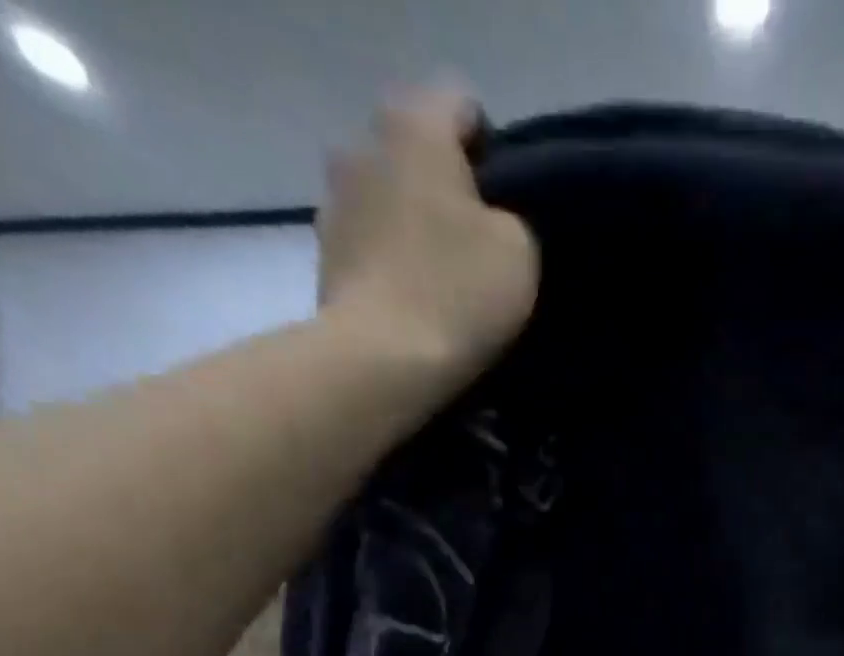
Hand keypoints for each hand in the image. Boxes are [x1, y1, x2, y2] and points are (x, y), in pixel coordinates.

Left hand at [318, 90, 539, 386]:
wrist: (382, 361)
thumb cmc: (457, 293)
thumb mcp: (520, 250)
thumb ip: (512, 218)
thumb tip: (492, 220)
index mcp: (413, 126)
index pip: (463, 107)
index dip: (495, 153)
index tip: (510, 206)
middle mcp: (362, 145)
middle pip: (418, 154)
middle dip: (448, 190)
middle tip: (481, 247)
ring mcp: (333, 201)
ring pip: (390, 199)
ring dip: (415, 227)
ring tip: (445, 280)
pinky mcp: (324, 256)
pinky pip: (371, 245)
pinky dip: (392, 263)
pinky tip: (415, 302)